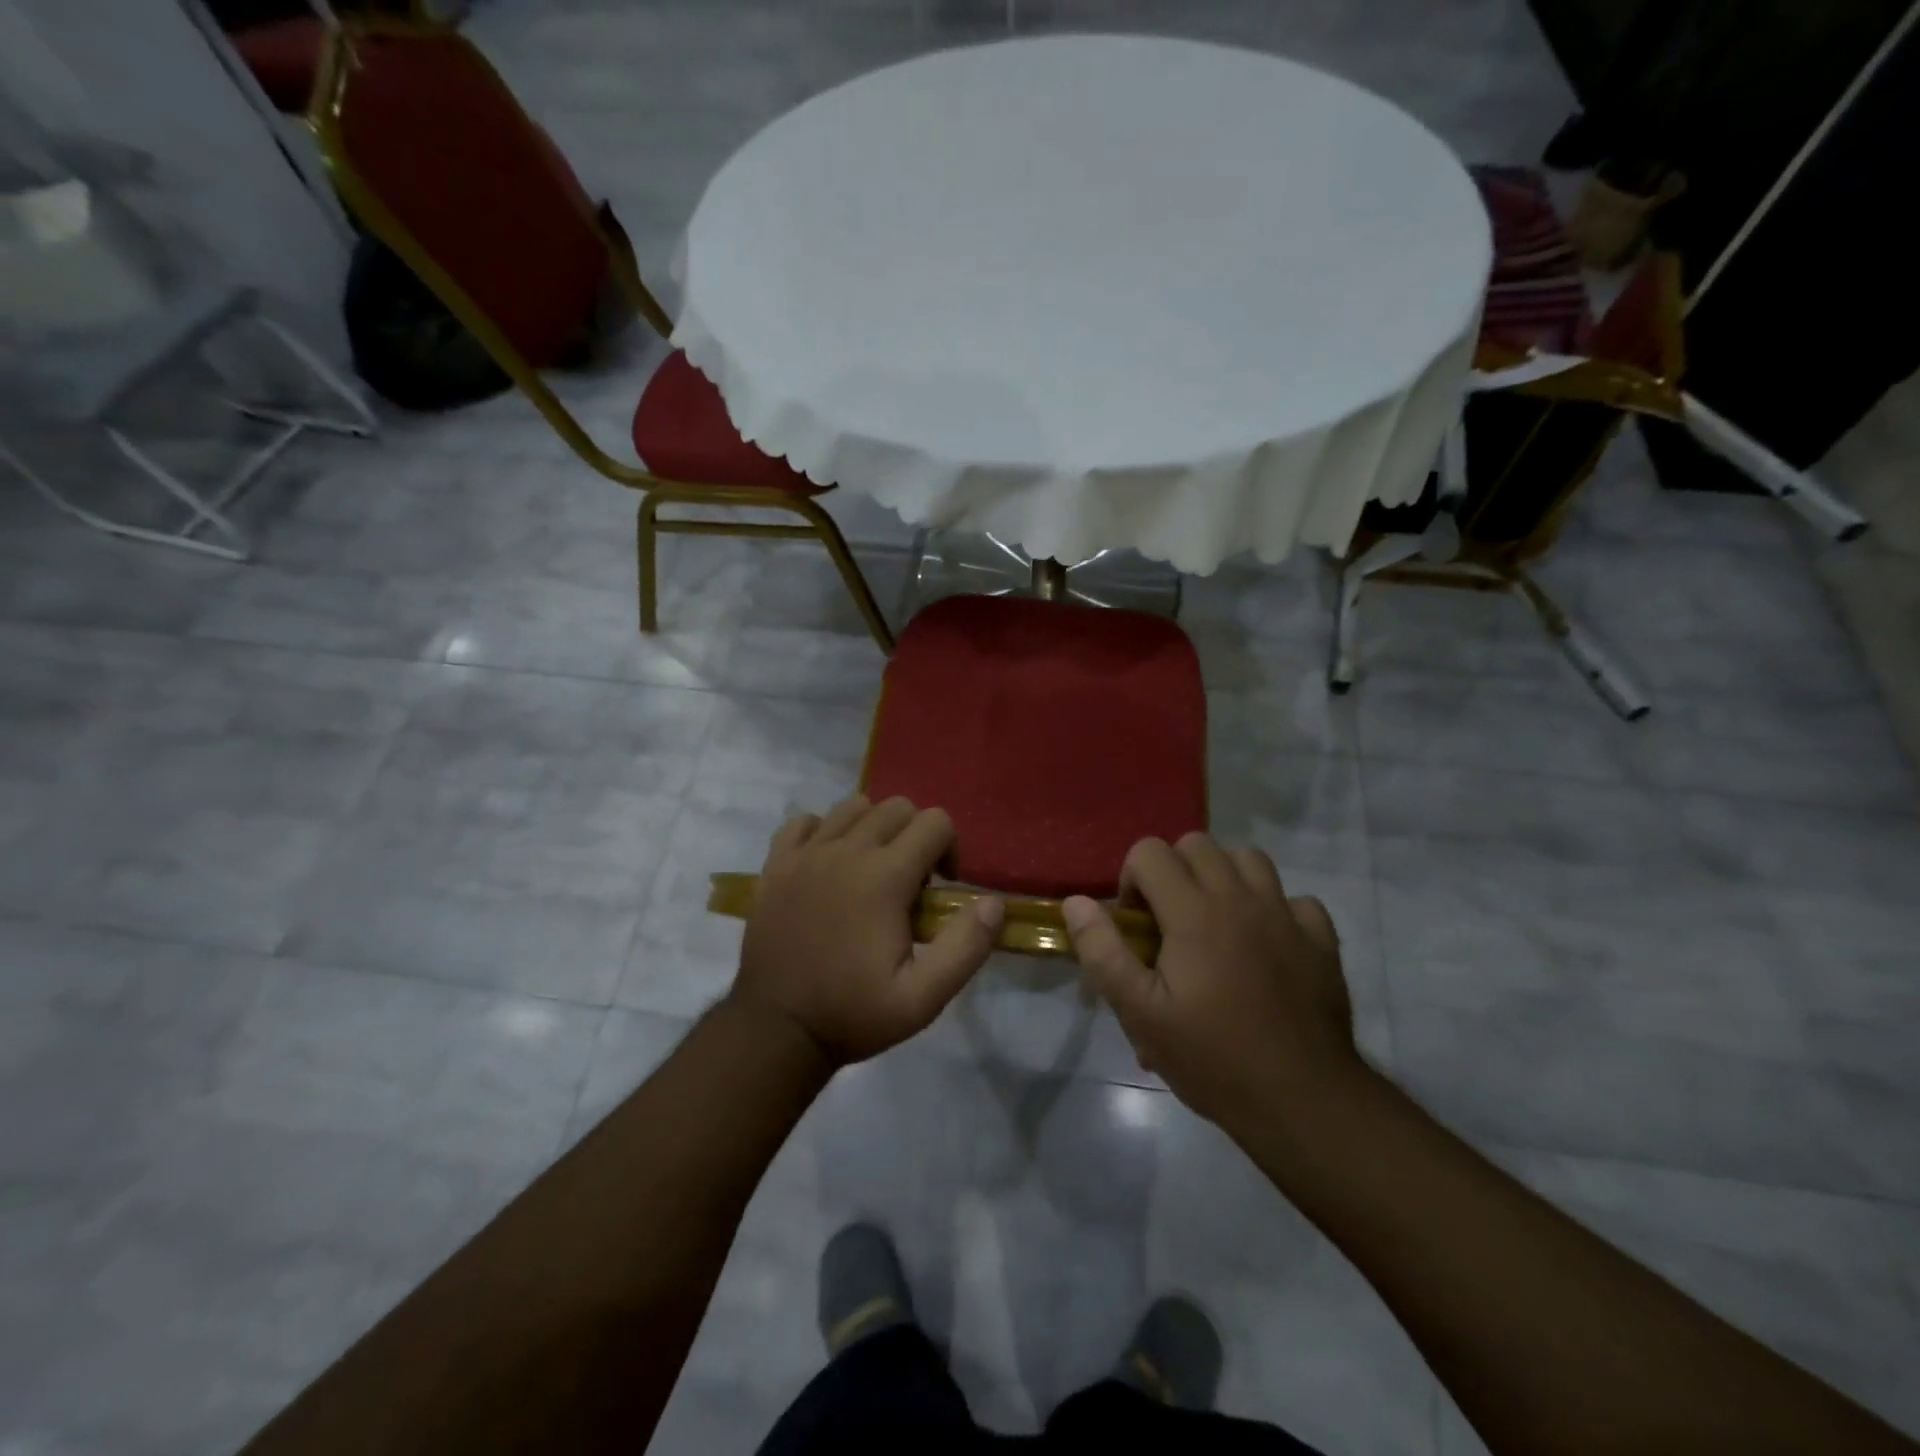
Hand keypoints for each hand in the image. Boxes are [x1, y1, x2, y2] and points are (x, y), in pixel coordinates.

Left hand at [733, 795, 1003, 1067]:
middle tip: (910, 882)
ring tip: (871, 870)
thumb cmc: (853, 1013)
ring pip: (853, 807)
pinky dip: (823, 832)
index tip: (939, 888)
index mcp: (884, 877)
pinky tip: (828, 864)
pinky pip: (804, 822)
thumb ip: (966, 947)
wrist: (776, 1029)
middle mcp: (846, 851)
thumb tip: (993, 902)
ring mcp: (806, 853)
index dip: (949, 848)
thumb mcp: (923, 998)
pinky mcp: (776, 863)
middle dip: (915, 834)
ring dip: (873, 829)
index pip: (934, 822)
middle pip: (896, 806)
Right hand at [1063, 834, 1361, 1131]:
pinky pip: (1295, 899)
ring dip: (1224, 878)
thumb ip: (1103, 952)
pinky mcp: (1321, 940)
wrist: (1303, 1102)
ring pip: (1248, 859)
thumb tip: (1076, 902)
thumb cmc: (1212, 1058)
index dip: (1132, 880)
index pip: (1150, 852)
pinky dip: (1275, 910)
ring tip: (1215, 923)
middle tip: (1170, 924)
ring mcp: (1286, 915)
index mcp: (1193, 912)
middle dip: (1173, 871)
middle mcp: (1240, 898)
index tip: (1137, 927)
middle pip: (1197, 844)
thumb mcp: (1140, 1014)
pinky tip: (1267, 945)